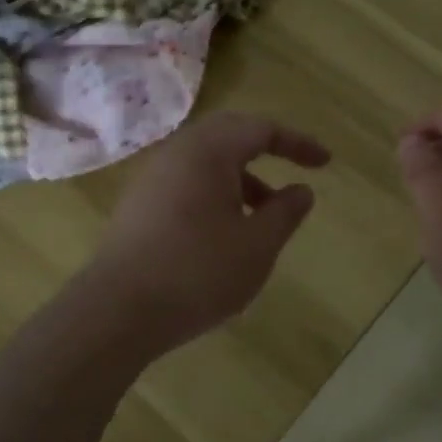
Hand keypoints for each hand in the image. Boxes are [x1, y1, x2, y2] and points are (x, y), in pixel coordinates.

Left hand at [89, 111, 330, 352]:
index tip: (325, 163)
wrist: (117, 312)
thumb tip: (301, 191)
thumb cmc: (197, 272)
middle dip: (266, 149)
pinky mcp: (139, 204)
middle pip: (230, 135)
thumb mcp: (257, 246)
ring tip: (264, 215)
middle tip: (295, 169)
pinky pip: (187, 182)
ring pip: (207, 161)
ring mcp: (152, 178)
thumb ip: (285, 212)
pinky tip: (226, 232)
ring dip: (241, 177)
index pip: (262, 129)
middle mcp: (177, 152)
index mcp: (208, 151)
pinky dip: (216, 193)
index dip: (298, 143)